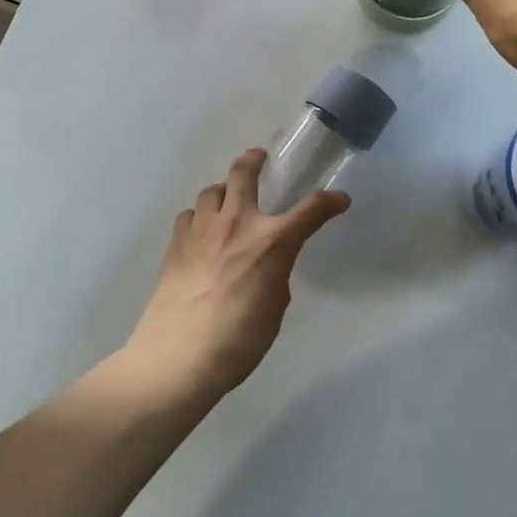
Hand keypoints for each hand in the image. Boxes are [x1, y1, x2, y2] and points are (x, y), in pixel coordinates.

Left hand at [125, 149, 349, 402]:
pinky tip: (200, 232)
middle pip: (244, 172)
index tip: (339, 199)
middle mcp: (237, 223)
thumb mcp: (274, 311)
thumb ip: (275, 277)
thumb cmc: (238, 342)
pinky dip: (199, 216)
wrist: (178, 357)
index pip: (310, 210)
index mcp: (272, 242)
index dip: (329, 202)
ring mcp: (202, 229)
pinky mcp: (176, 243)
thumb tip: (268, 267)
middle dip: (255, 160)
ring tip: (227, 199)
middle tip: (260, 158)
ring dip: (224, 189)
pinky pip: (190, 214)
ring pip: (212, 189)